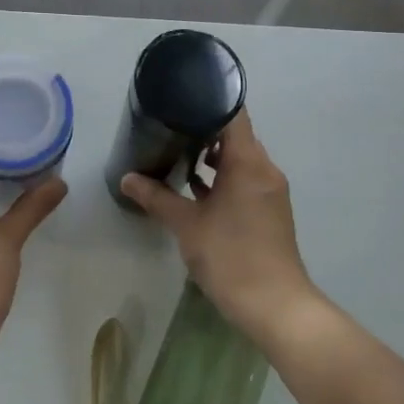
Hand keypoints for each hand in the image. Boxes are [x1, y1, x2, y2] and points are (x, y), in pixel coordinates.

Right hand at [121, 112, 318, 342]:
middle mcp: (264, 170)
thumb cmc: (231, 256)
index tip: (180, 97)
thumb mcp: (187, 225)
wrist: (276, 306)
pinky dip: (223, 178)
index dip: (208, 101)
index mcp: (248, 163)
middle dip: (203, 129)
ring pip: (240, 159)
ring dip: (212, 156)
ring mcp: (269, 191)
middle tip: (168, 125)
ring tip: (176, 152)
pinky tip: (195, 187)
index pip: (233, 114)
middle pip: (236, 135)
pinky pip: (244, 179)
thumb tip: (127, 178)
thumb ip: (156, 197)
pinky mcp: (269, 211)